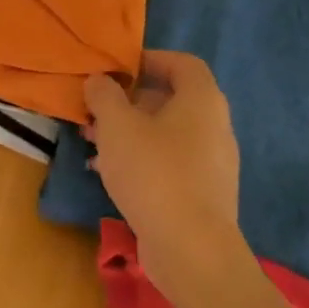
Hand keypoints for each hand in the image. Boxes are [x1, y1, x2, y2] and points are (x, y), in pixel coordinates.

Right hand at [83, 51, 244, 289]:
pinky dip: (141, 160)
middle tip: (96, 111)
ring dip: (129, 133)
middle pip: (171, 100)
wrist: (191, 247)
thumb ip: (104, 96)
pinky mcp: (203, 193)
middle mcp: (215, 126)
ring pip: (166, 134)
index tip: (117, 70)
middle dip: (129, 102)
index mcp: (202, 100)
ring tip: (93, 144)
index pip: (183, 63)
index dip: (150, 60)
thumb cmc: (154, 173)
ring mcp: (212, 162)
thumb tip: (100, 80)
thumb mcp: (117, 126)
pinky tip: (109, 175)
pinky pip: (169, 163)